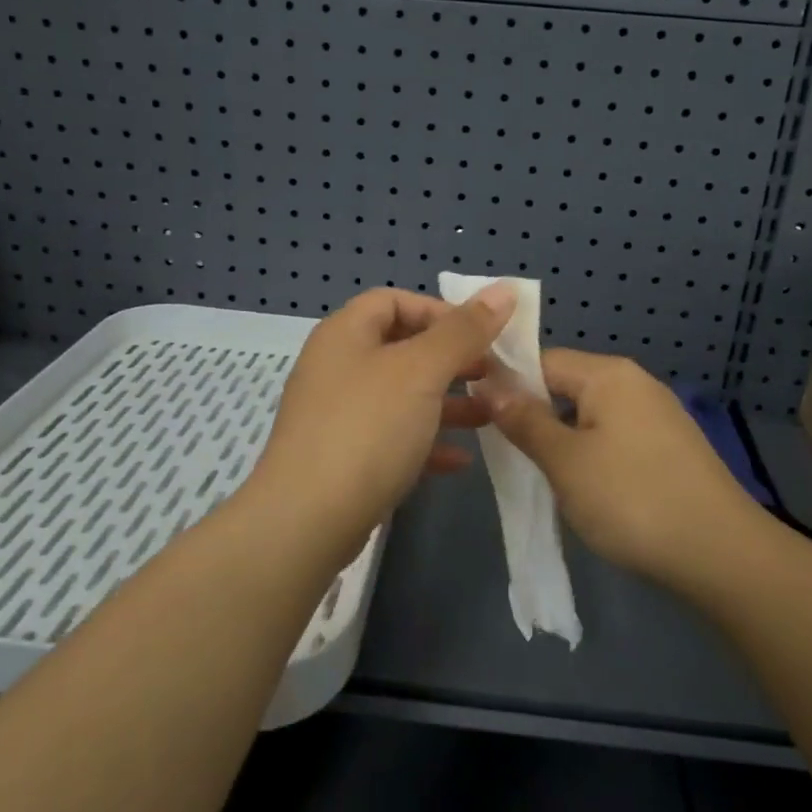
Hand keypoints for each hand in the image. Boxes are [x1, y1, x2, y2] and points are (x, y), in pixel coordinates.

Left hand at [249, 285, 514, 550]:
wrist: (307, 521)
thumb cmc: (367, 429)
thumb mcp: (422, 371)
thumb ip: (464, 331)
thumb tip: (505, 289)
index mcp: (345, 334)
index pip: (393, 301)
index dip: (439, 311)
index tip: (479, 335)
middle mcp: (337, 368)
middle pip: (401, 348)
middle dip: (451, 359)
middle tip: (492, 373)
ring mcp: (338, 416)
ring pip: (402, 396)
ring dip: (447, 402)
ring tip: (491, 415)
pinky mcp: (344, 459)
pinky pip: (393, 438)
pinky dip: (427, 442)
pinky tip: (461, 460)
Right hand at [484, 349, 762, 586]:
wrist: (722, 555)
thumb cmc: (632, 499)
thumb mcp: (565, 462)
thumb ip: (525, 421)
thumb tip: (489, 385)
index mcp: (609, 374)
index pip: (543, 361)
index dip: (508, 385)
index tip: (479, 417)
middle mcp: (636, 383)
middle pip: (568, 386)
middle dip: (535, 414)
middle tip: (507, 452)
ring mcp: (658, 416)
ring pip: (591, 415)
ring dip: (563, 438)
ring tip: (542, 474)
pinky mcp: (671, 448)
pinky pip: (616, 437)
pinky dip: (592, 454)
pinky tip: (585, 487)